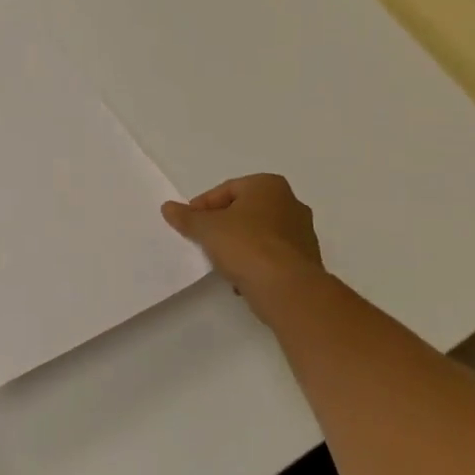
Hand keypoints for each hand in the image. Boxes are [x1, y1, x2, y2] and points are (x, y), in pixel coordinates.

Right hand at [162, 174, 324, 298]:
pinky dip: (256, 263)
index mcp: (268, 185)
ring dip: (239, 246)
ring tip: (221, 263)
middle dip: (222, 226)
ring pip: (259, 235)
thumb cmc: (246, 245)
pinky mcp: (307, 260)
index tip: (189, 225)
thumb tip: (168, 207)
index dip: (202, 207)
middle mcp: (291, 203)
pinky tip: (241, 279)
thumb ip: (187, 217)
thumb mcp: (207, 229)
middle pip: (244, 211)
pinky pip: (272, 256)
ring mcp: (303, 233)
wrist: (287, 288)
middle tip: (203, 241)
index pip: (226, 190)